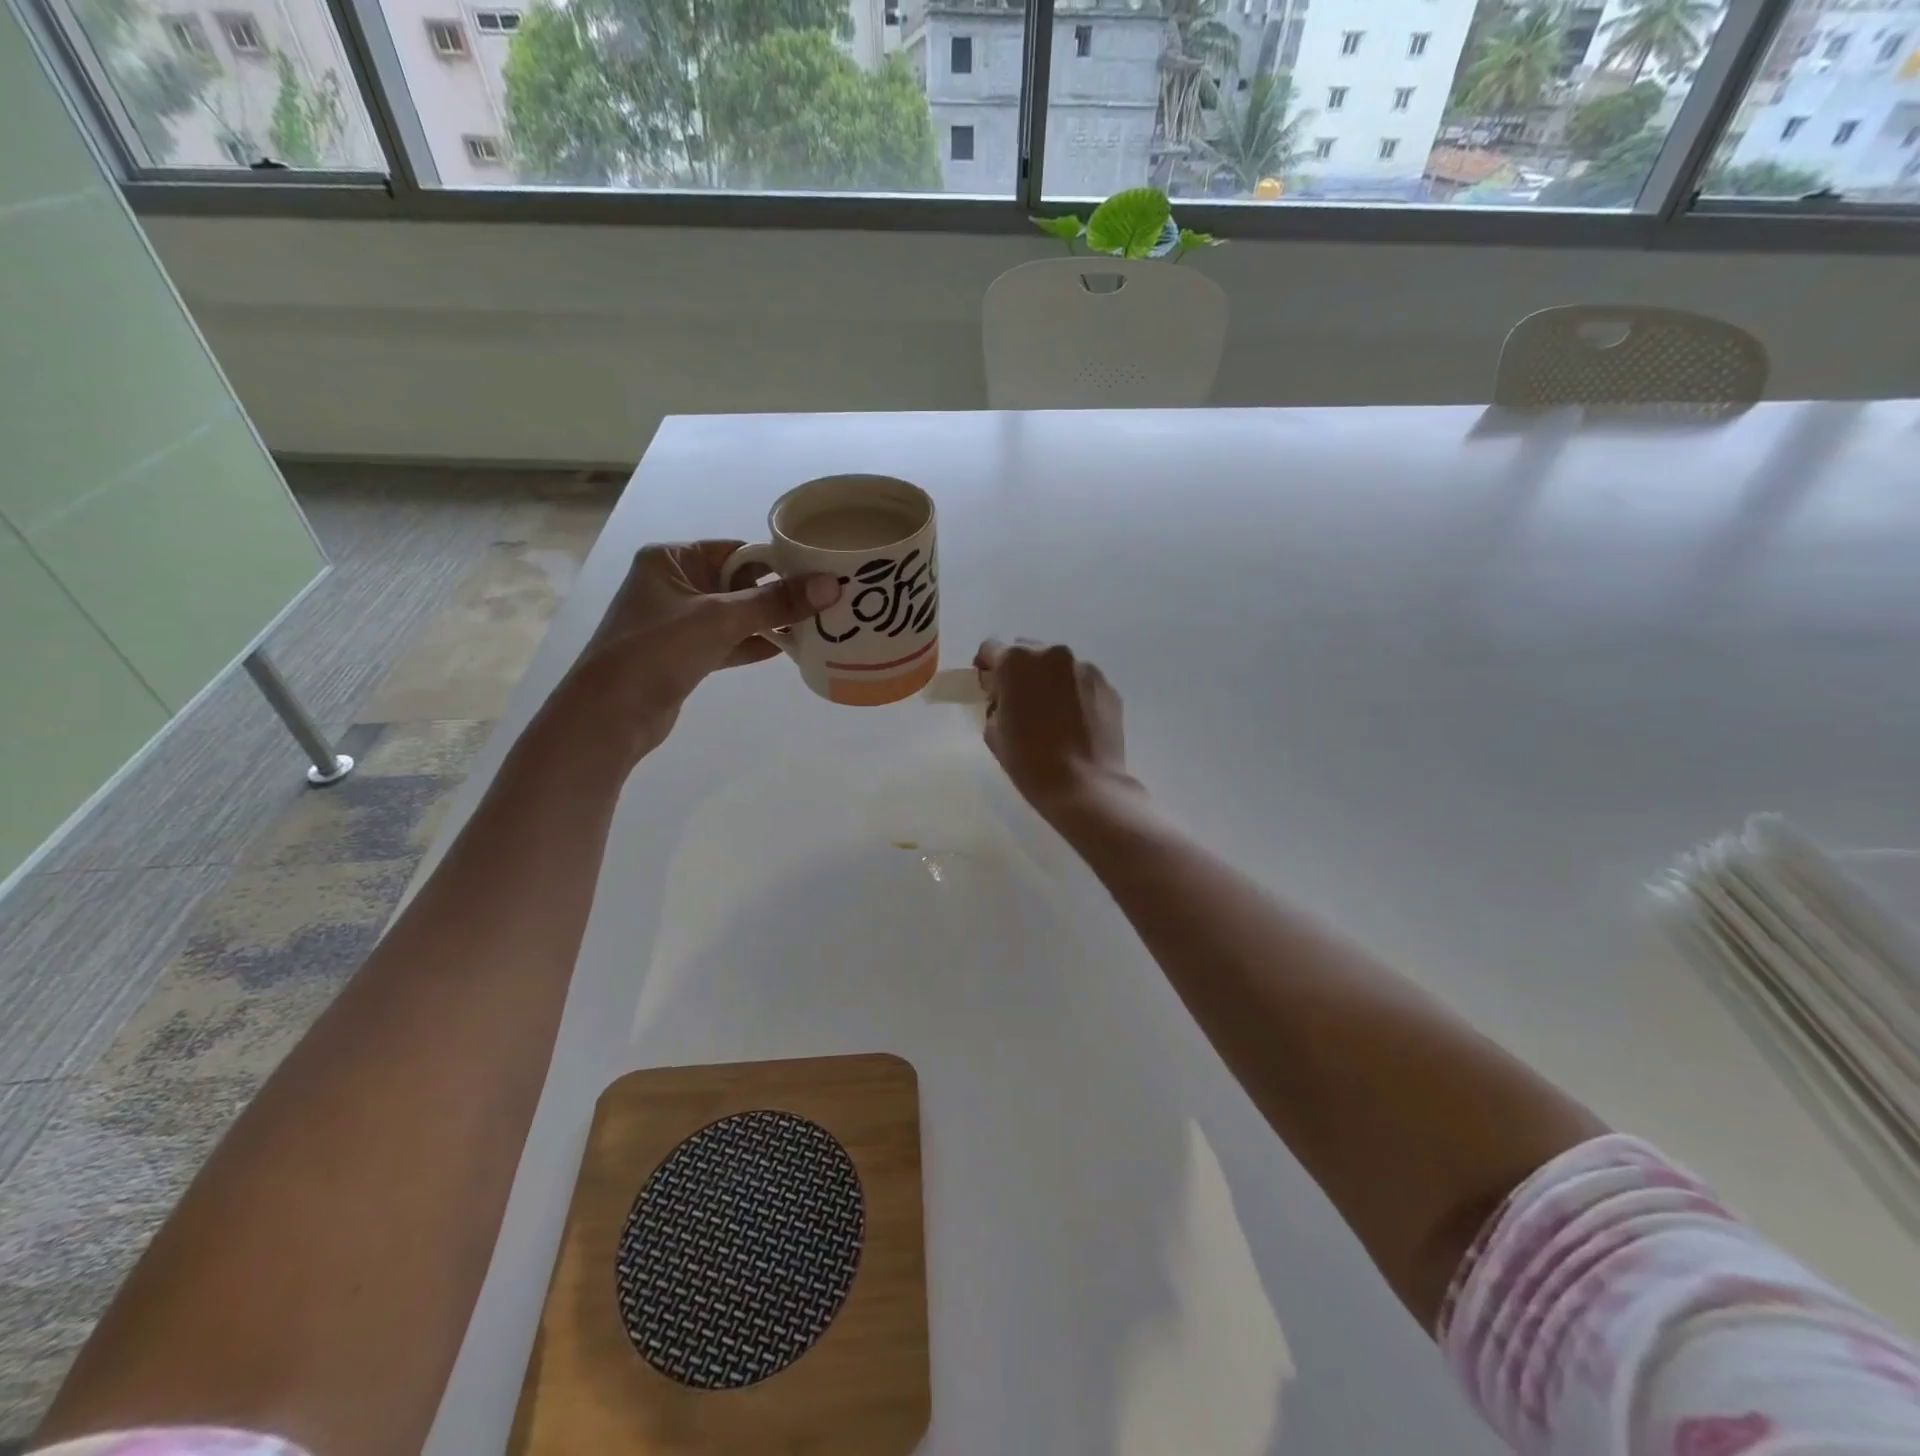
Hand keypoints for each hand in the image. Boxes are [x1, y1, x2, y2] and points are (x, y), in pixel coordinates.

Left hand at [542, 541, 839, 761]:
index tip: (819, 572)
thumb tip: (831, 584)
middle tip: (828, 601)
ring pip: (736, 615)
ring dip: (771, 622)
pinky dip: (756, 644)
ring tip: (819, 626)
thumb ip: (775, 602)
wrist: (610, 714)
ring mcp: (679, 622)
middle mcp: (674, 584)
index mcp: (672, 559)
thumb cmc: (658, 650)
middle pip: (739, 583)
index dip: (777, 561)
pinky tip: (790, 650)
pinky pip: (730, 642)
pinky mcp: (686, 655)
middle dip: (779, 594)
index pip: (736, 551)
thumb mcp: (720, 619)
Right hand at [975, 638, 1133, 818]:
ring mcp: (1084, 667)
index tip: (988, 686)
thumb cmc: (1029, 760)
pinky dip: (1073, 693)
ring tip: (1051, 714)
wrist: (1084, 785)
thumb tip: (1006, 697)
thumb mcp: (993, 732)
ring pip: (1057, 666)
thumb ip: (995, 703)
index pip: (991, 647)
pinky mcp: (1107, 685)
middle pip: (1027, 651)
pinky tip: (1073, 722)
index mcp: (1015, 661)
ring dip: (1049, 680)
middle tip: (1019, 701)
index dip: (986, 666)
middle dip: (1019, 670)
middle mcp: (1051, 654)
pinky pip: (1081, 681)